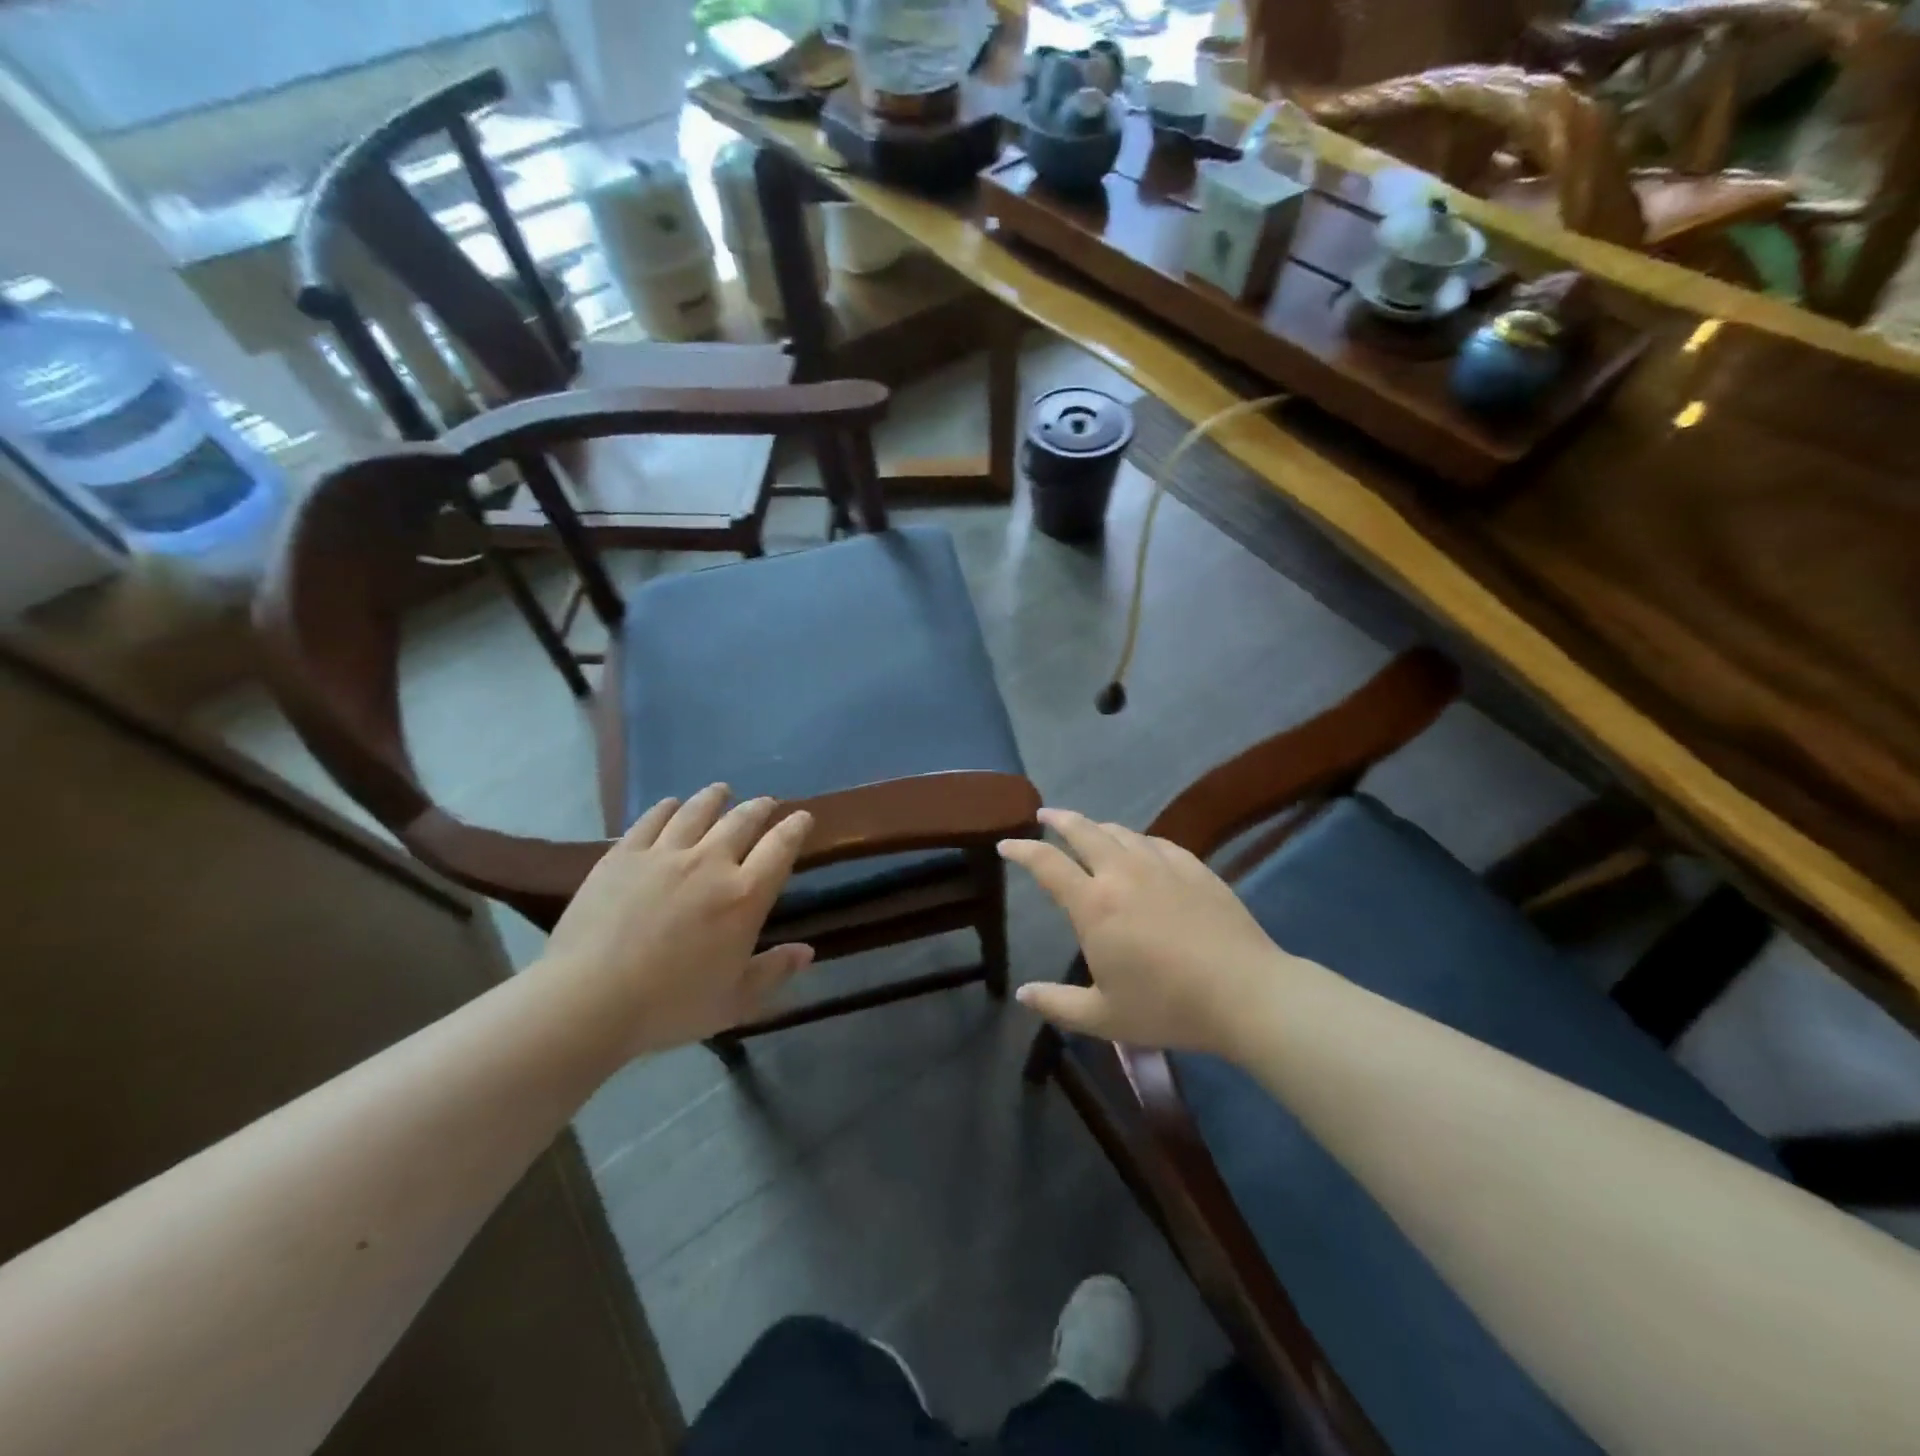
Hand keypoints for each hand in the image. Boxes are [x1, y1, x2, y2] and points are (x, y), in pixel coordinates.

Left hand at [540, 785, 813, 1056]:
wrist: (588, 999)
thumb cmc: (669, 1006)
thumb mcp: (735, 1001)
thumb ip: (774, 972)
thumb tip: (807, 951)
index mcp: (745, 896)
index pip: (781, 848)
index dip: (795, 827)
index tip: (802, 817)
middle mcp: (711, 862)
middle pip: (742, 821)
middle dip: (759, 808)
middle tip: (766, 803)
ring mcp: (664, 854)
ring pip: (697, 811)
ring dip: (715, 798)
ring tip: (722, 791)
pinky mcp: (624, 854)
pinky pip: (652, 819)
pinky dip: (667, 807)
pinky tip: (671, 804)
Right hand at [1000, 808, 1294, 1056]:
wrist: (1246, 993)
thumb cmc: (1168, 1007)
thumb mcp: (1104, 1018)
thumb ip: (1057, 1004)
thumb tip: (1023, 994)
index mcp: (1094, 904)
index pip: (1047, 864)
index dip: (1022, 850)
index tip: (1006, 844)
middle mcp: (1123, 873)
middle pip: (1083, 832)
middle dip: (1059, 820)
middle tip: (1045, 815)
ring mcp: (1162, 865)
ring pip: (1121, 832)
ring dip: (1097, 827)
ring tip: (1090, 831)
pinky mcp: (1195, 868)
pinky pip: (1157, 842)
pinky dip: (1138, 840)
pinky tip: (1141, 847)